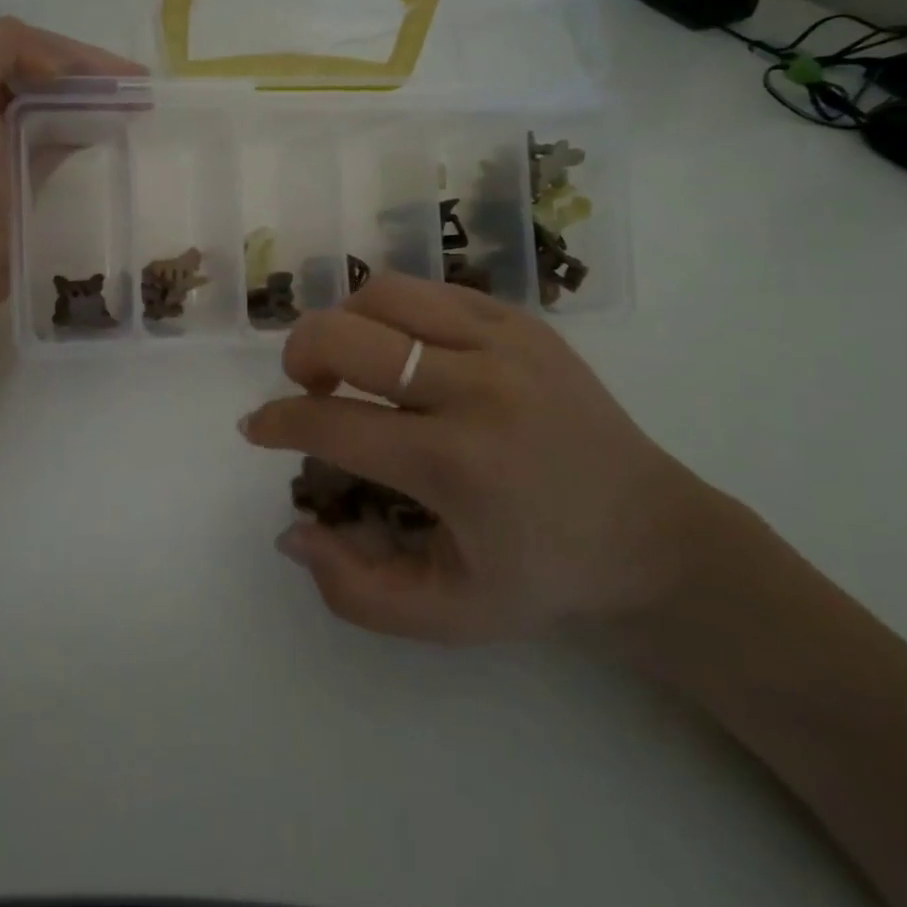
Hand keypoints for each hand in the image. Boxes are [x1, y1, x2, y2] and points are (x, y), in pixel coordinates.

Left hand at [0, 17, 139, 272]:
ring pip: (53, 99)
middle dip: (91, 74)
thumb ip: (3, 47)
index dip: (75, 53)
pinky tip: (109, 130)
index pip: (25, 43)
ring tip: (133, 106)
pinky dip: (82, 125)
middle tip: (139, 88)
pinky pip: (55, 131)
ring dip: (92, 97)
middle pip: (43, 69)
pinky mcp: (16, 168)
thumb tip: (61, 70)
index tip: (123, 76)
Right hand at [240, 273, 717, 641]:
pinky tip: (402, 350)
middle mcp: (476, 388)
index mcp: (456, 465)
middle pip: (347, 335)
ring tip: (351, 360)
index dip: (279, 423)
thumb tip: (292, 530)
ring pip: (384, 295)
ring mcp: (504, 342)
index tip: (257, 428)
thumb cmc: (542, 577)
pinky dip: (393, 313)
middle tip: (305, 386)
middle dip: (300, 355)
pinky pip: (430, 292)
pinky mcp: (523, 321)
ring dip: (345, 323)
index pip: (332, 424)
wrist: (650, 533)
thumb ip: (353, 588)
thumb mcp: (445, 615)